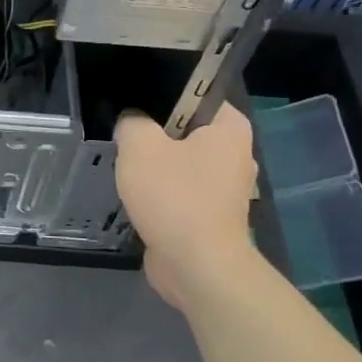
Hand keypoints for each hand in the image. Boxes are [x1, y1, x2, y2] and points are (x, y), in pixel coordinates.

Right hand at [116, 106, 258, 310]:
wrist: (196, 266)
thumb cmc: (174, 196)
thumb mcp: (139, 146)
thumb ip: (132, 123)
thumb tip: (132, 123)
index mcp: (230, 128)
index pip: (196, 95)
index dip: (162, 97)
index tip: (134, 107)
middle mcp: (235, 154)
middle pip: (185, 131)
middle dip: (156, 136)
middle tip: (126, 140)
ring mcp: (226, 189)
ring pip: (181, 164)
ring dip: (156, 169)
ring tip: (128, 171)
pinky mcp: (212, 216)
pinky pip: (180, 192)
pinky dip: (161, 195)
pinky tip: (138, 199)